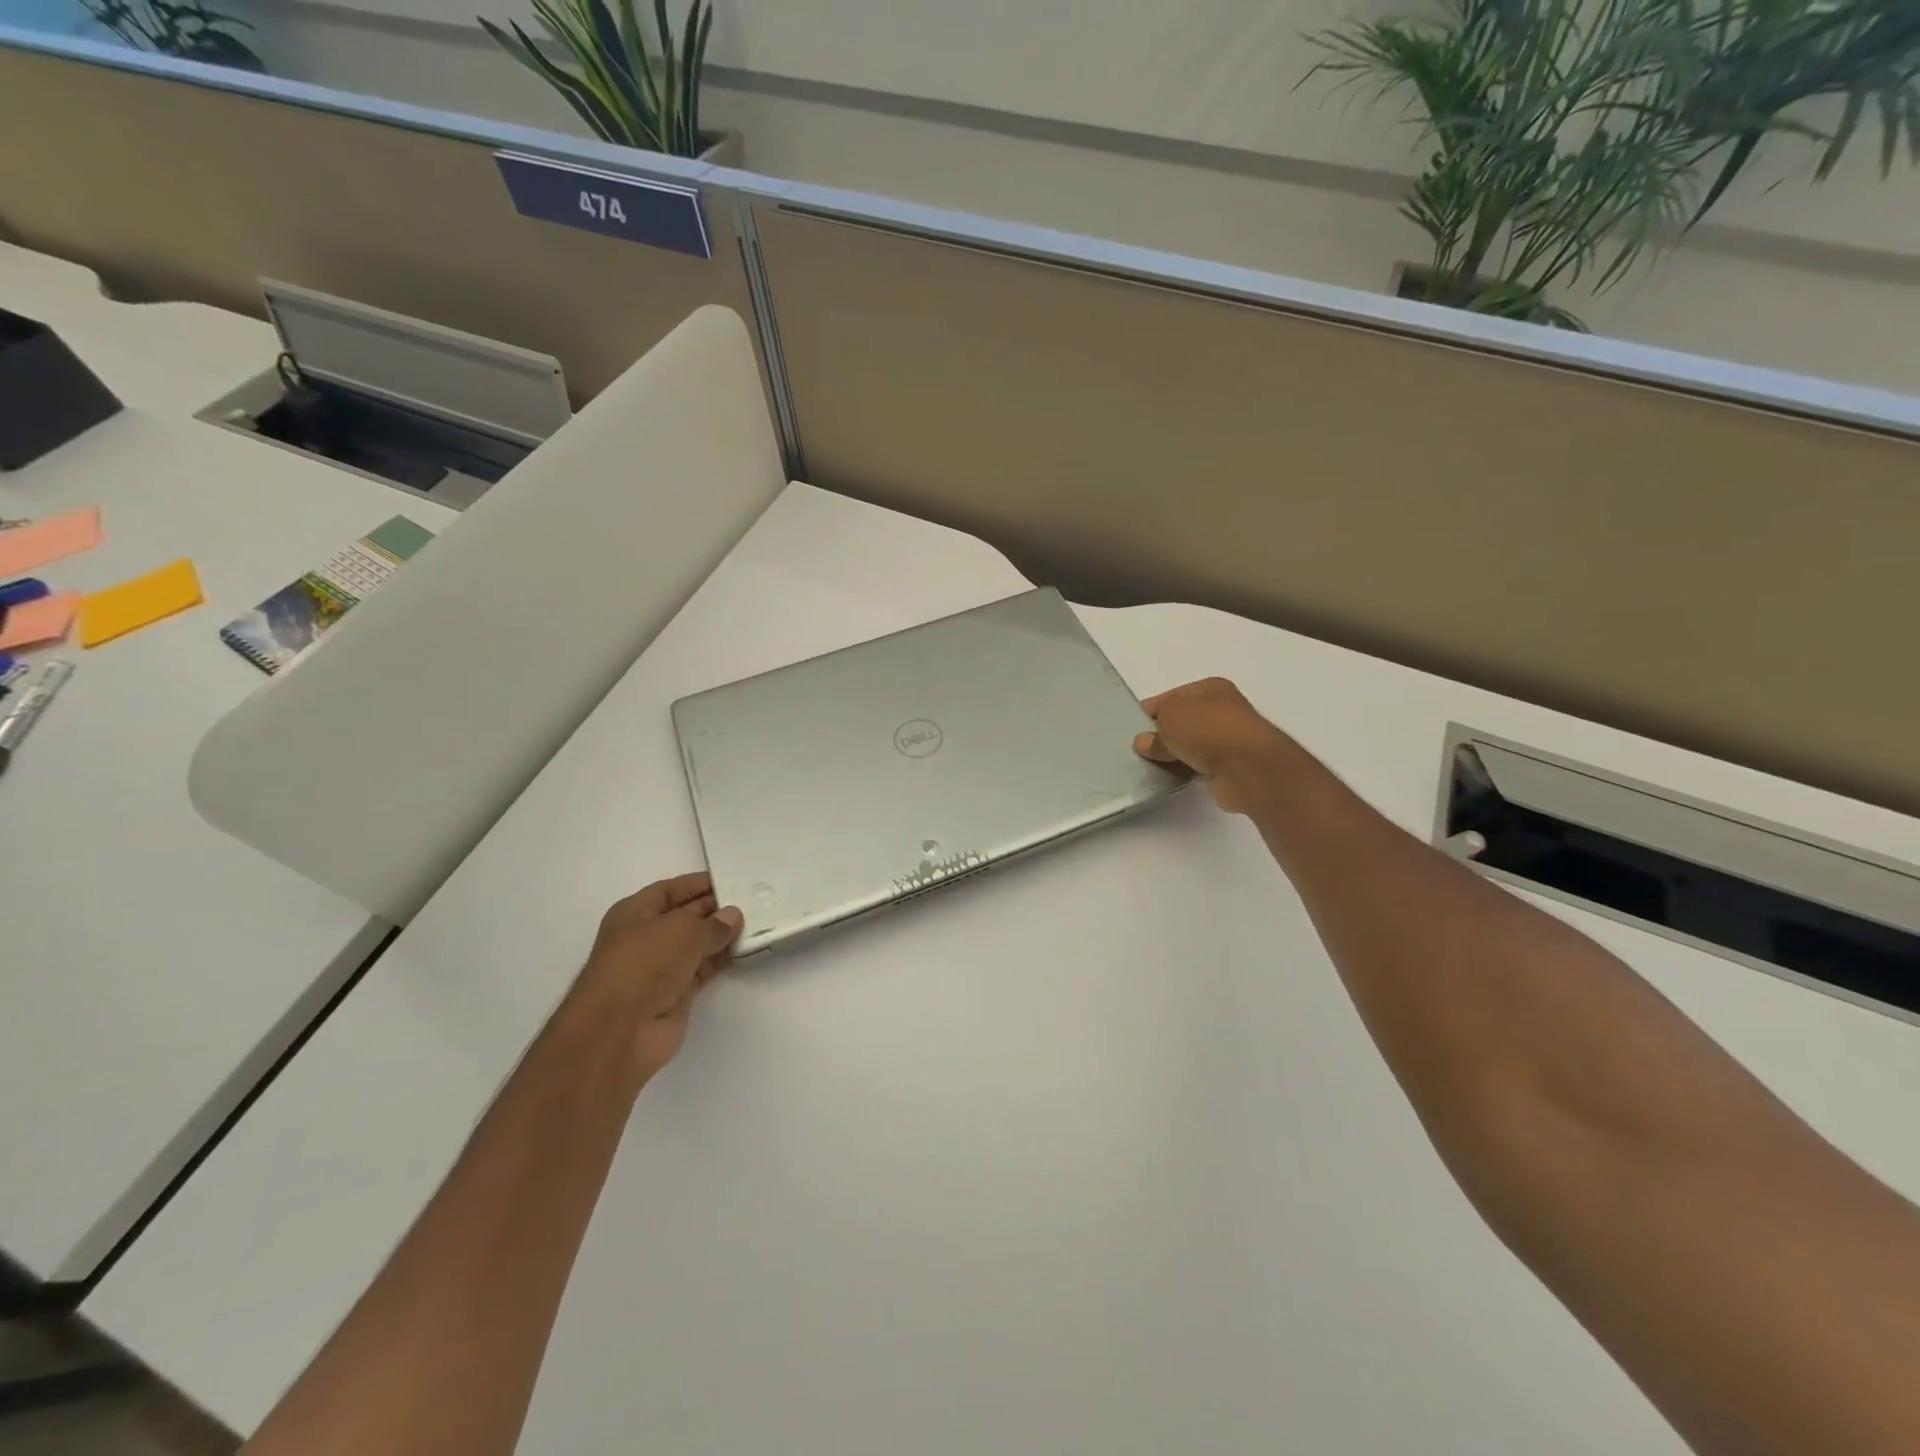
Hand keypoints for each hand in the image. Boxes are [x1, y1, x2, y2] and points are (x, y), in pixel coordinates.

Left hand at [574, 872, 741, 1087]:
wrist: (620, 1031)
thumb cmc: (643, 965)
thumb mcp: (682, 931)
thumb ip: (712, 923)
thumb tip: (733, 916)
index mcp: (634, 914)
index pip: (669, 890)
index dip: (696, 884)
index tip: (730, 880)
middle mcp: (646, 938)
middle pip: (685, 917)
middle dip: (715, 909)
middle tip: (752, 900)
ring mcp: (661, 968)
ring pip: (697, 944)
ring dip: (722, 936)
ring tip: (758, 922)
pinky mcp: (676, 994)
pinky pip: (704, 969)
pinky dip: (723, 960)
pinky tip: (747, 950)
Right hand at [1134, 677, 1292, 814]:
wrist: (1246, 767)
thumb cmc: (1207, 729)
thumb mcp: (1169, 717)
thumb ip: (1153, 729)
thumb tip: (1144, 743)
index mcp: (1211, 688)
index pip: (1172, 697)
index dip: (1151, 711)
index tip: (1132, 728)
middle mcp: (1223, 709)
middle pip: (1182, 721)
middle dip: (1161, 735)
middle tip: (1140, 750)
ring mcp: (1229, 739)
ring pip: (1191, 745)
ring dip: (1174, 755)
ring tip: (1151, 766)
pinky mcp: (1231, 766)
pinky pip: (1199, 766)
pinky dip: (1187, 770)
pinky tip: (1172, 777)